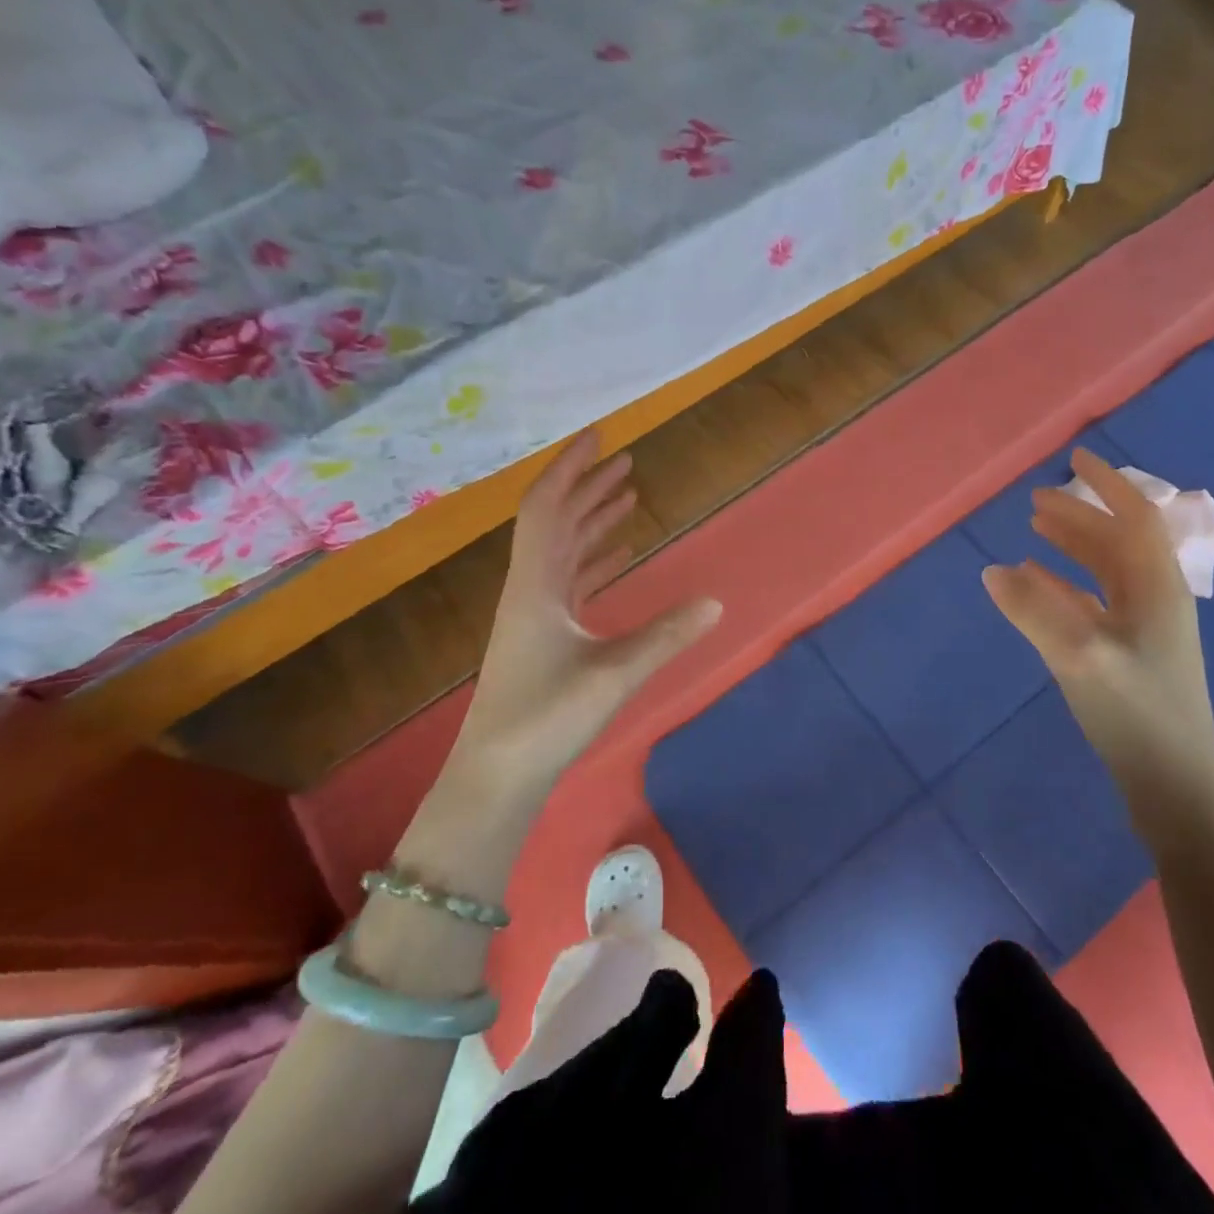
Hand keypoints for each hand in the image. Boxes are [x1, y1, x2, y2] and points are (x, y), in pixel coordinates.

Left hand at [451, 431, 722, 790]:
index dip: (571, 468)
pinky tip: (618, 554)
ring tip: (628, 496)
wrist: (497, 776)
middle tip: (627, 461)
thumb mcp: (613, 676)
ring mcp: (535, 612)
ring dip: (592, 519)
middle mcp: (531, 589)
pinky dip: (594, 558)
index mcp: (536, 585)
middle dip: (589, 487)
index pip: (547, 508)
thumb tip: (716, 603)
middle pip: (557, 521)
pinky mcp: (543, 635)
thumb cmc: (545, 720)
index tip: (599, 437)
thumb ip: (666, 637)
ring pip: (564, 549)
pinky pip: (569, 579)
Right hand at [982, 449, 1213, 803]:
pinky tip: (1036, 583)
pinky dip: (1065, 582)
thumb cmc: (1136, 712)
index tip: (1076, 458)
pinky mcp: (1127, 652)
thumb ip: (1033, 610)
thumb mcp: (1079, 655)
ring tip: (1035, 529)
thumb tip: (992, 570)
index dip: (1108, 485)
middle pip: (1117, 540)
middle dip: (1080, 514)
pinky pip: (1093, 600)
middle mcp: (1154, 598)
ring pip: (1106, 569)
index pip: (1135, 518)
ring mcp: (1143, 627)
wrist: (1173, 783)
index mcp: (1156, 587)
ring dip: (1073, 544)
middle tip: (1036, 500)